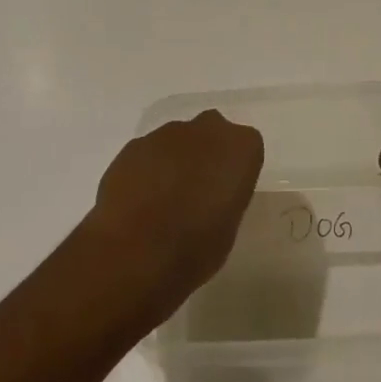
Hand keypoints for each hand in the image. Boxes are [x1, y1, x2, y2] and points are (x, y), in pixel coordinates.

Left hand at [84, 110, 263, 322]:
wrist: (135, 251)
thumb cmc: (196, 247)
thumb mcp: (228, 227)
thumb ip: (225, 197)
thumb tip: (210, 195)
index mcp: (239, 148)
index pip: (247, 146)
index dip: (236, 169)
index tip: (227, 192)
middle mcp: (205, 130)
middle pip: (211, 133)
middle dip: (206, 154)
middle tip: (198, 190)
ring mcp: (165, 134)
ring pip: (177, 141)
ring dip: (175, 161)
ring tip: (164, 200)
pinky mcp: (133, 146)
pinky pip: (149, 153)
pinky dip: (147, 170)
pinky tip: (139, 200)